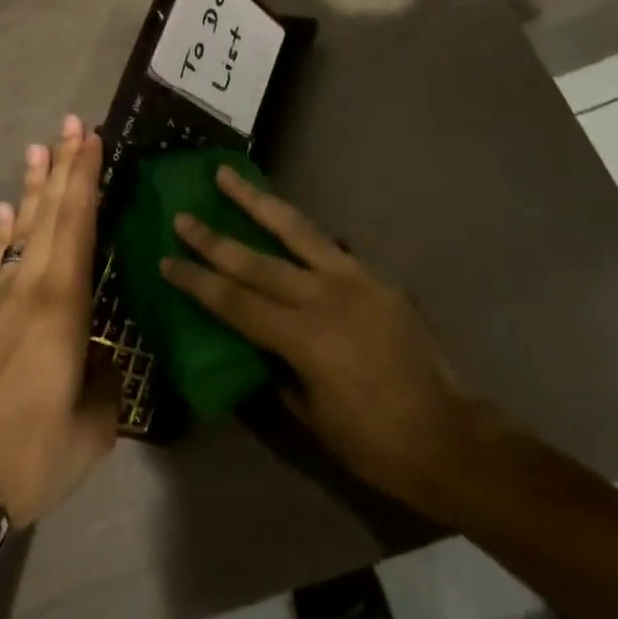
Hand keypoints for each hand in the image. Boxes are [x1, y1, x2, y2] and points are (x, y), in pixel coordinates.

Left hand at [0, 116, 117, 528]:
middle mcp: (29, 287)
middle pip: (49, 213)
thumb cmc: (30, 453)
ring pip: (22, 228)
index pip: (77, 224)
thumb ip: (106, 383)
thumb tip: (105, 359)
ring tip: (39, 148)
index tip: (91, 139)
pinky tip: (6, 209)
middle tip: (72, 124)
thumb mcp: (92, 429)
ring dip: (33, 186)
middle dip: (62, 166)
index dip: (84, 178)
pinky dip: (4, 229)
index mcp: (61, 304)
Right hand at [159, 166, 489, 513]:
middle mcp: (322, 297)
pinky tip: (286, 219)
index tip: (167, 259)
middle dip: (214, 237)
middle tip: (183, 214)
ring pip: (295, 229)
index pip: (235, 302)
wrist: (450, 436)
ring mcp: (352, 279)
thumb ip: (280, 374)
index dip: (198, 280)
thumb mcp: (314, 419)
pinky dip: (301, 229)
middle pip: (256, 260)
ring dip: (257, 201)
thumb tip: (256, 347)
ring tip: (229, 175)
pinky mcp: (375, 276)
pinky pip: (329, 245)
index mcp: (302, 338)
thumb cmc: (376, 443)